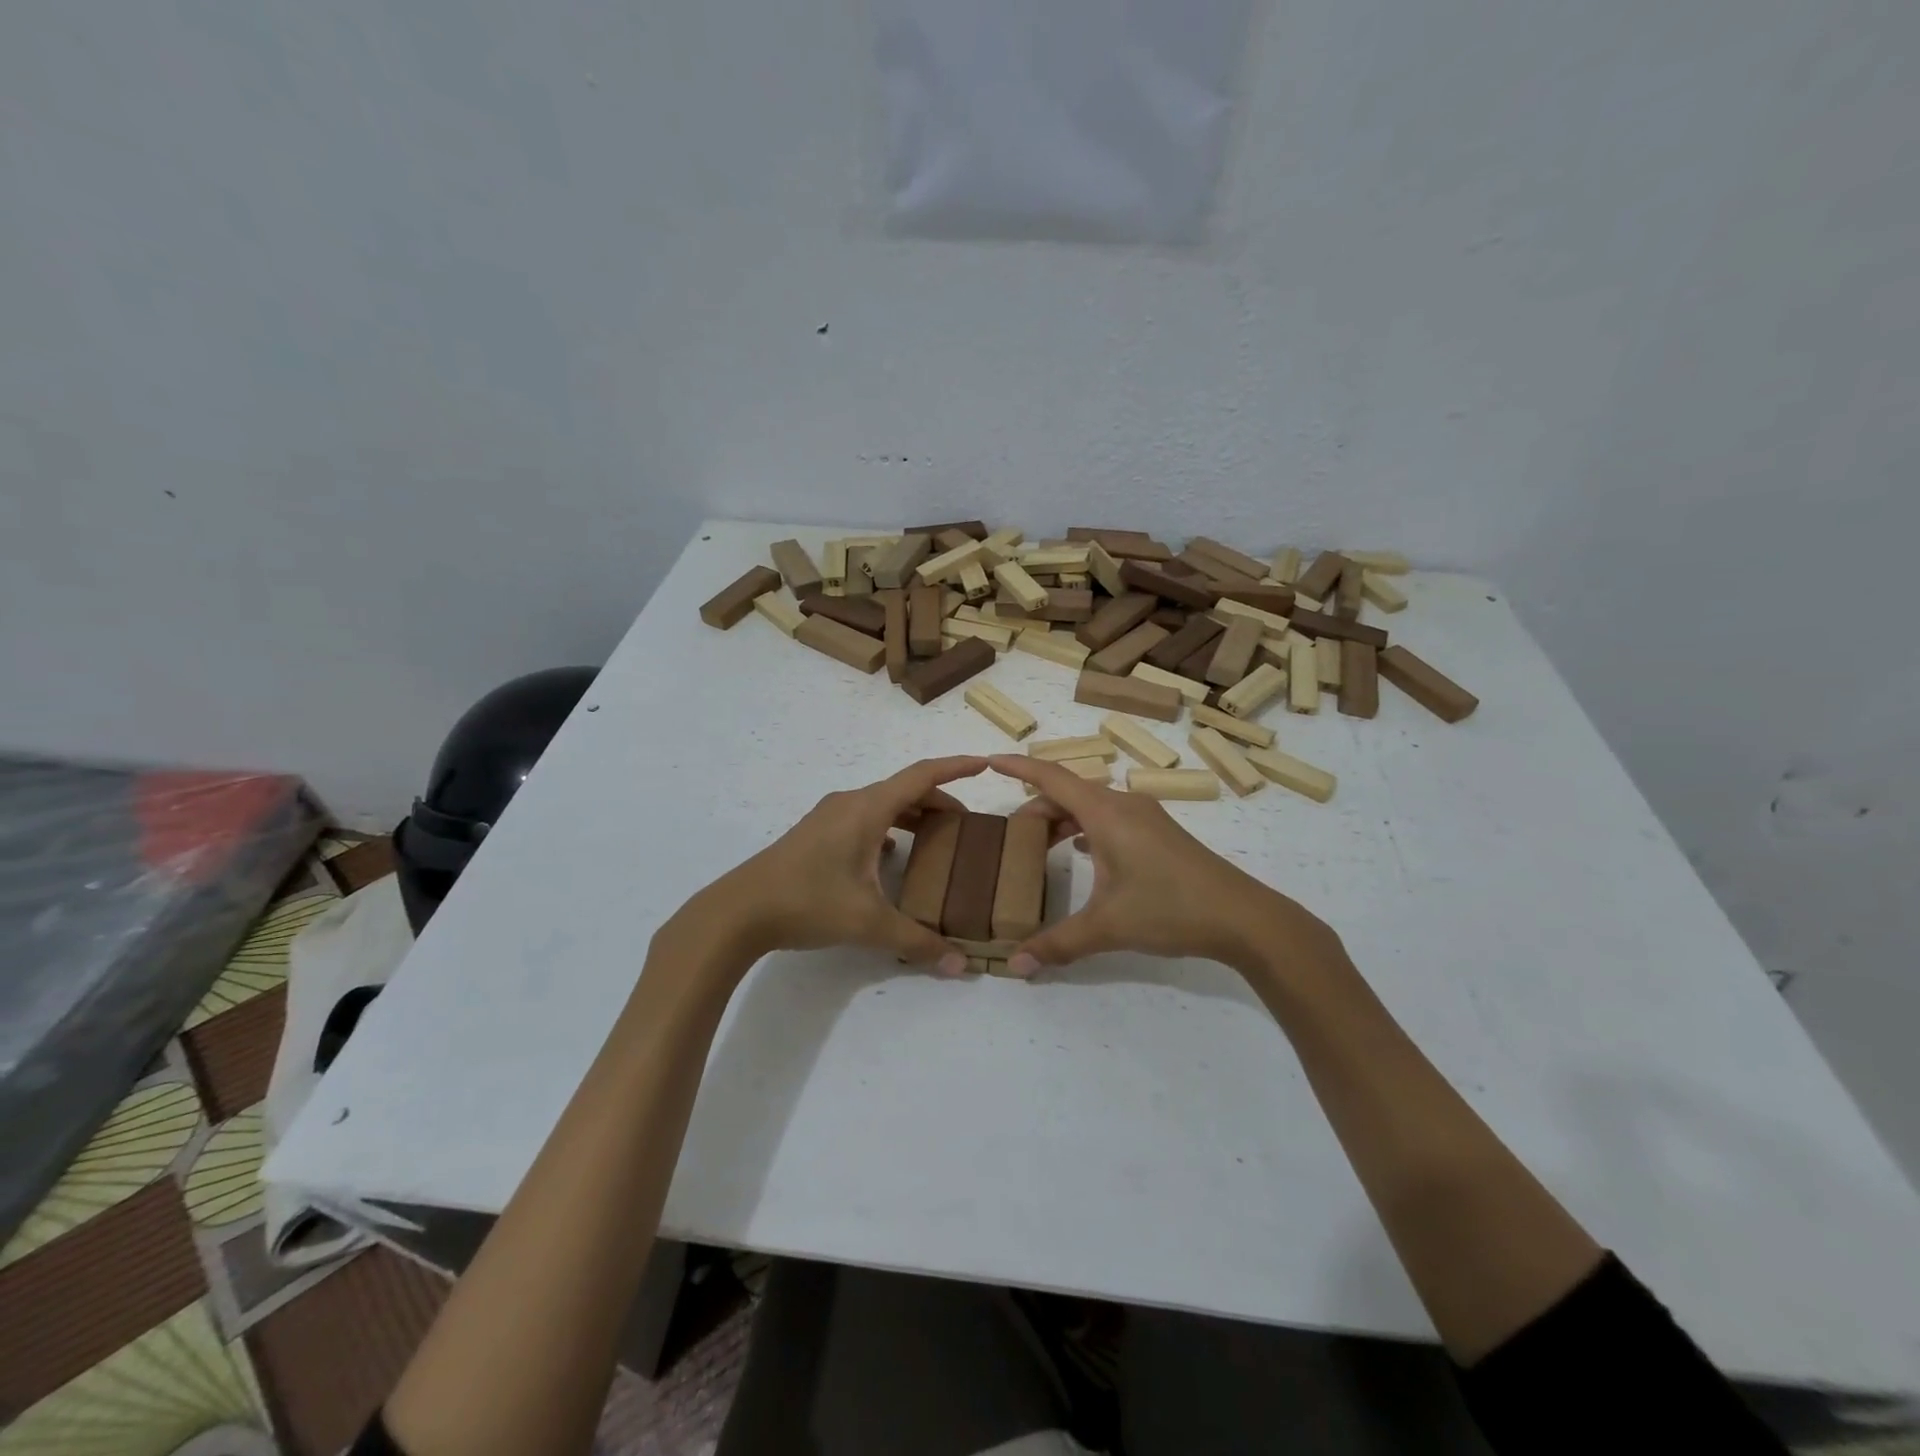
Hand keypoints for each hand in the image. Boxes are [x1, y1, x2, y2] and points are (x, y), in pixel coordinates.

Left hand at [690, 756, 988, 974]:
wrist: (738, 911)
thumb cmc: (808, 903)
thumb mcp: (868, 924)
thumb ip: (917, 941)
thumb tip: (960, 965)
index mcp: (867, 810)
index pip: (921, 776)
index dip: (956, 768)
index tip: (984, 765)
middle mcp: (850, 804)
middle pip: (905, 790)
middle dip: (940, 801)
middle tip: (967, 825)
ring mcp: (829, 817)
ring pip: (883, 804)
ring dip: (913, 814)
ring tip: (938, 839)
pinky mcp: (816, 834)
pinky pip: (864, 819)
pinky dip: (889, 827)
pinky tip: (893, 855)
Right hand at [989, 754, 1342, 979]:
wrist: (1242, 917)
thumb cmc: (1170, 909)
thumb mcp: (1108, 927)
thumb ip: (1057, 944)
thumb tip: (1014, 967)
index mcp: (1107, 813)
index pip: (1052, 777)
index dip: (1019, 767)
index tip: (990, 761)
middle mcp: (1124, 805)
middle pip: (1069, 792)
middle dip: (1035, 806)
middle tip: (1009, 833)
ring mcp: (1145, 818)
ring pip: (1091, 806)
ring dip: (1062, 819)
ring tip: (1038, 845)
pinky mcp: (1159, 835)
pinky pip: (1110, 819)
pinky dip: (1086, 829)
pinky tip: (1081, 853)